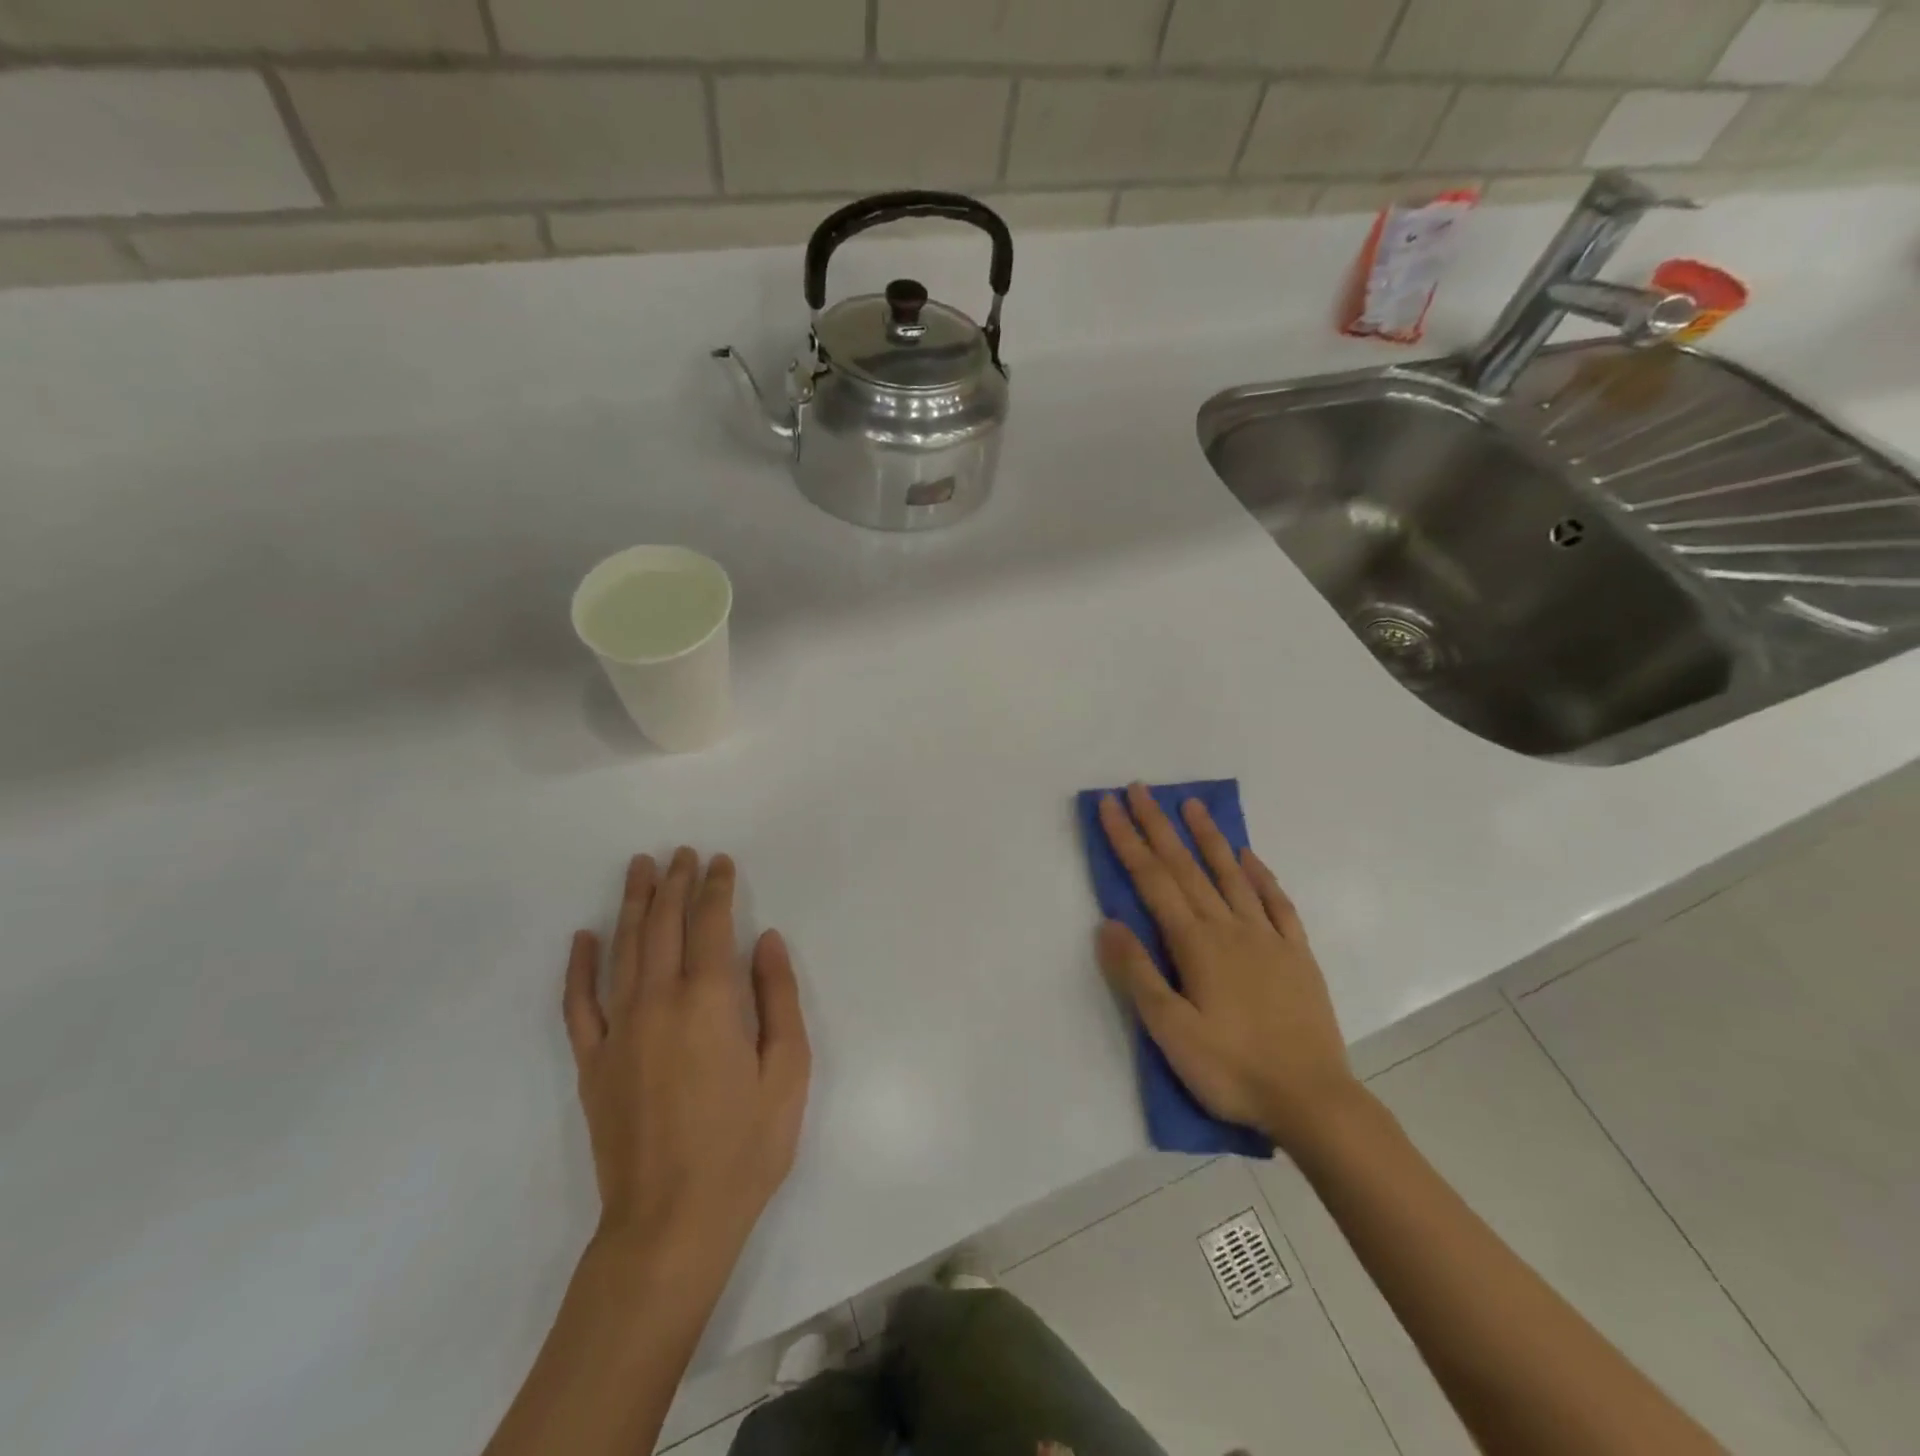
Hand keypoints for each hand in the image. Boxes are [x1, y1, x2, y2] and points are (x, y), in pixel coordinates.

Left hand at [562, 849, 811, 1268]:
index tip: (720, 861)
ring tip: (639, 869)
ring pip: (622, 951)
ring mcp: (619, 1032)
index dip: (715, 888)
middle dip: (674, 884)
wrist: (671, 1224)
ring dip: (632, 905)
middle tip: (681, 853)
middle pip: (663, 926)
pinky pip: (579, 1004)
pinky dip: (579, 967)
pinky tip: (584, 938)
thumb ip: (778, 998)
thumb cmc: (744, 1147)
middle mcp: (658, 1002)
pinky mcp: (593, 1064)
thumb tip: (764, 941)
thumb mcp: (788, 1070)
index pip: (710, 925)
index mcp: (709, 1001)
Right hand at [1096, 785, 1358, 1150]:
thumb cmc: (1232, 1069)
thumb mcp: (1171, 1031)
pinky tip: (1249, 858)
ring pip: (1231, 875)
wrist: (1313, 1100)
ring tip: (1192, 805)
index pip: (1152, 879)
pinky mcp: (1297, 954)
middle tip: (1140, 788)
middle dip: (1158, 825)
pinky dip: (1260, 875)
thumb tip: (1107, 922)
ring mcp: (1268, 937)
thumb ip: (1138, 974)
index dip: (1128, 839)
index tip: (1110, 805)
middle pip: (1186, 866)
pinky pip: (1277, 903)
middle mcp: (1229, 927)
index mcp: (1196, 943)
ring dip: (1209, 837)